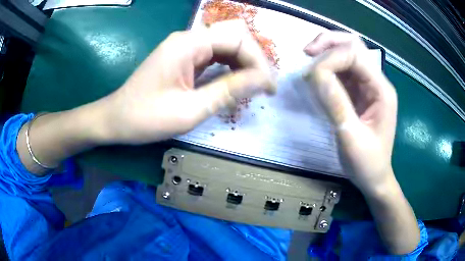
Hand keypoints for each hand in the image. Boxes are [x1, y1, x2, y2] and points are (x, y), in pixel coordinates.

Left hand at [103, 20, 275, 143]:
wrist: (117, 119)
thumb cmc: (146, 118)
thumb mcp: (190, 110)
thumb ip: (228, 91)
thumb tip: (263, 80)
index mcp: (188, 44)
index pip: (237, 37)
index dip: (258, 60)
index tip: (268, 88)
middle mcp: (189, 38)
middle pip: (235, 35)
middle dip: (254, 59)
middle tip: (264, 87)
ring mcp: (186, 47)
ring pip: (227, 44)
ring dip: (244, 63)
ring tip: (254, 87)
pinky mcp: (184, 57)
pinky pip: (215, 54)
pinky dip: (231, 67)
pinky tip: (236, 82)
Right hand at [303, 32, 397, 195]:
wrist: (374, 177)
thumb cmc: (367, 163)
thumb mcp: (351, 137)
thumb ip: (336, 104)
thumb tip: (315, 74)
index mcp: (381, 90)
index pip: (355, 55)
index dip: (330, 58)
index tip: (311, 77)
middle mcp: (376, 81)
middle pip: (353, 45)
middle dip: (328, 43)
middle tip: (306, 53)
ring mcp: (368, 86)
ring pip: (347, 54)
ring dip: (326, 53)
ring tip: (308, 65)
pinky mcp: (359, 93)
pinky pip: (343, 71)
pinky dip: (327, 69)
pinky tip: (317, 78)